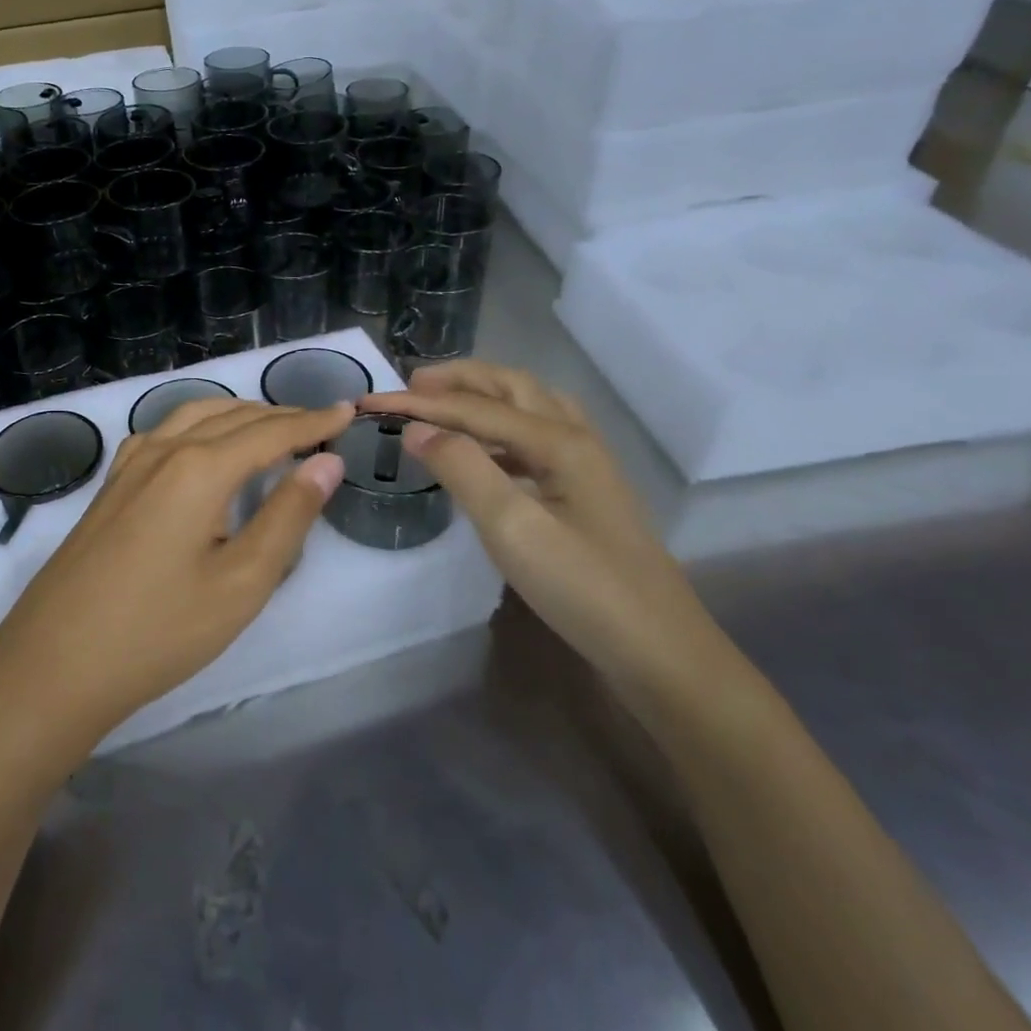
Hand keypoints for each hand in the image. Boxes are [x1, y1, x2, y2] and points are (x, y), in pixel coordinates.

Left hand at [0, 398, 353, 753]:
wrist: (53, 665)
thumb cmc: (158, 632)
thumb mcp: (240, 584)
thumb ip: (288, 517)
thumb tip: (326, 462)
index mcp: (199, 469)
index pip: (269, 432)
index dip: (313, 421)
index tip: (348, 411)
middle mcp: (163, 450)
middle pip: (232, 416)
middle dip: (280, 415)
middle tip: (320, 423)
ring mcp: (129, 465)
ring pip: (194, 416)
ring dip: (238, 414)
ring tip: (271, 427)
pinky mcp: (110, 485)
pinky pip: (163, 433)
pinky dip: (198, 424)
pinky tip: (201, 445)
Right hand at [359, 362, 721, 702]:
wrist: (660, 652)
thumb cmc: (583, 588)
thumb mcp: (513, 528)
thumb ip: (463, 469)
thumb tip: (418, 428)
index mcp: (559, 441)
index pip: (475, 407)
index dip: (420, 402)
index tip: (370, 402)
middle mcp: (576, 439)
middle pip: (512, 386)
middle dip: (459, 378)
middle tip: (411, 385)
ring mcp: (586, 466)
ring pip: (529, 407)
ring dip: (483, 397)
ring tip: (442, 405)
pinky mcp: (586, 493)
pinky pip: (536, 438)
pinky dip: (500, 429)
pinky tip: (484, 453)